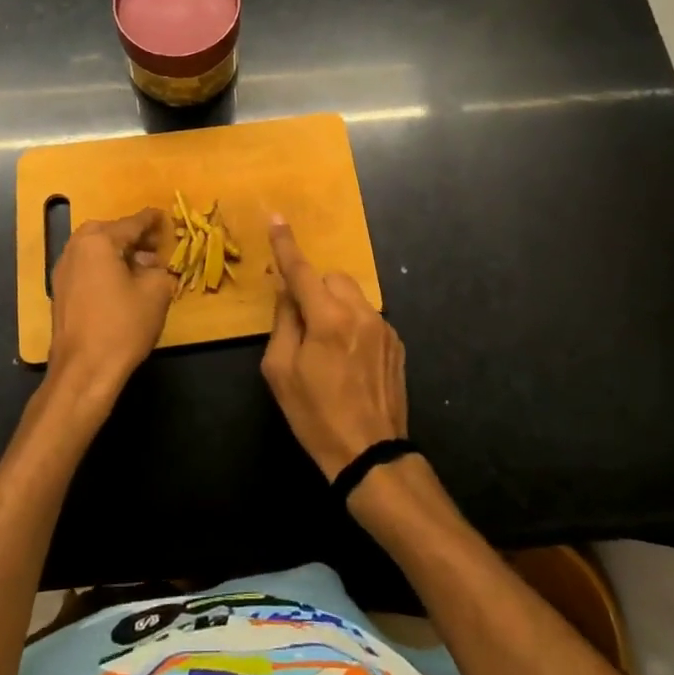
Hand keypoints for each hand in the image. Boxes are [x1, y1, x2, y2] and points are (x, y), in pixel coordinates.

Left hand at [47, 208, 177, 399]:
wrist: (84, 371)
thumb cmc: (122, 326)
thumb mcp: (156, 292)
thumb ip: (159, 269)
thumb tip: (152, 265)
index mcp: (98, 240)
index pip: (132, 223)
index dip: (152, 221)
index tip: (165, 217)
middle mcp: (75, 248)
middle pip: (110, 233)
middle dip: (134, 237)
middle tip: (156, 246)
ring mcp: (63, 270)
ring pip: (96, 250)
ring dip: (119, 253)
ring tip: (143, 267)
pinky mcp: (61, 292)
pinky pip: (87, 267)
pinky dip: (105, 267)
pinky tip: (122, 284)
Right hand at [260, 217, 407, 480]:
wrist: (371, 456)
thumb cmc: (316, 416)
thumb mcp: (281, 372)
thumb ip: (283, 322)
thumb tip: (287, 291)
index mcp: (328, 319)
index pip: (301, 271)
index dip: (286, 245)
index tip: (276, 218)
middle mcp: (360, 313)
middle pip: (331, 279)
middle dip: (314, 290)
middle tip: (302, 325)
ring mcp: (384, 327)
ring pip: (351, 296)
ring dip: (334, 307)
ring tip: (328, 348)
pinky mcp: (396, 343)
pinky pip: (367, 316)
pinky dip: (352, 324)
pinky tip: (349, 361)